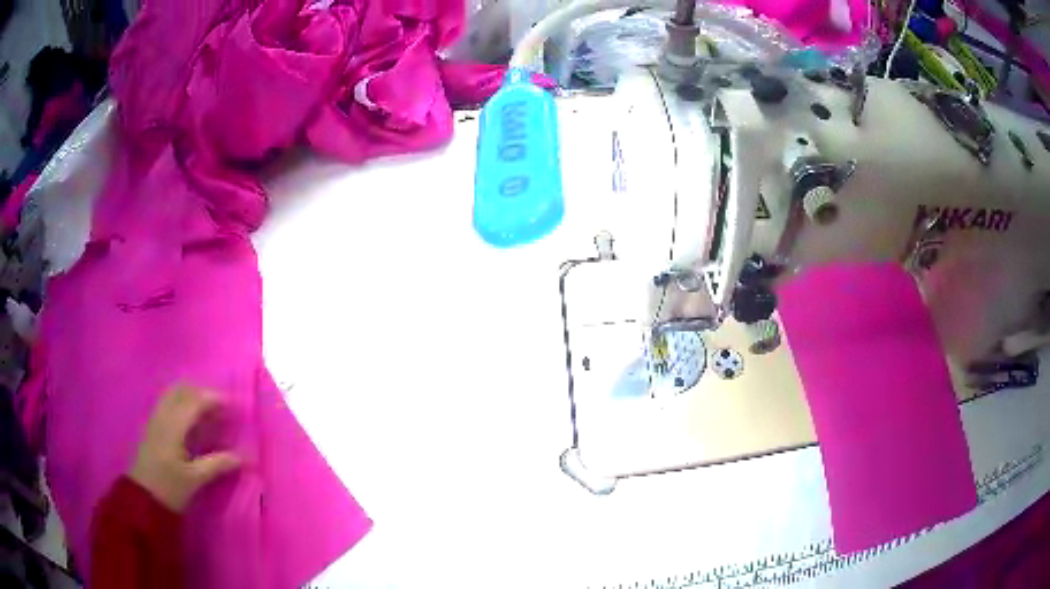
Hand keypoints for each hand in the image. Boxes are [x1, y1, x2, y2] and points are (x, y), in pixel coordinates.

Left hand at [130, 386, 241, 511]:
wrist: (142, 498)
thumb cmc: (169, 488)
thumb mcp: (195, 479)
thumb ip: (217, 464)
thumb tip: (243, 456)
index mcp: (173, 426)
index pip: (195, 401)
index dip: (215, 398)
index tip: (235, 405)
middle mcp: (162, 415)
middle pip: (183, 390)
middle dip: (204, 393)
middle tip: (223, 406)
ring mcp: (155, 418)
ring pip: (174, 393)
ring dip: (192, 395)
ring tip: (209, 410)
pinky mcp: (152, 425)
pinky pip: (168, 401)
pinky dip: (182, 401)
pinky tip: (191, 416)